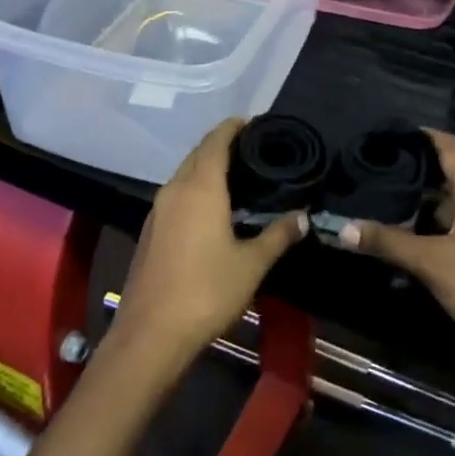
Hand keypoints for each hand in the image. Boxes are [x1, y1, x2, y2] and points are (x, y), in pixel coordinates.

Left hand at [110, 120, 306, 371]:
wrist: (152, 332)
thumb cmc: (207, 291)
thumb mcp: (252, 264)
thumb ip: (278, 235)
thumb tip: (303, 217)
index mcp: (200, 188)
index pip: (216, 142)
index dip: (233, 127)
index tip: (254, 124)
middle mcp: (174, 190)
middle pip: (198, 155)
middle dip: (222, 146)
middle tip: (253, 151)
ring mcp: (158, 210)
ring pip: (184, 175)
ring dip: (207, 169)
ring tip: (239, 177)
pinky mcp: (151, 231)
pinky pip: (176, 196)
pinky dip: (196, 190)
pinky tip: (214, 209)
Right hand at [334, 130, 454, 368]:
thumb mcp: (432, 263)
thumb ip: (388, 242)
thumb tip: (341, 228)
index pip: (449, 146)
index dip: (420, 135)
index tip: (384, 133)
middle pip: (446, 173)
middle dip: (410, 168)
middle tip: (369, 167)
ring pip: (448, 202)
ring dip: (416, 200)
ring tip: (376, 196)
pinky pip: (452, 226)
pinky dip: (426, 224)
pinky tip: (400, 233)